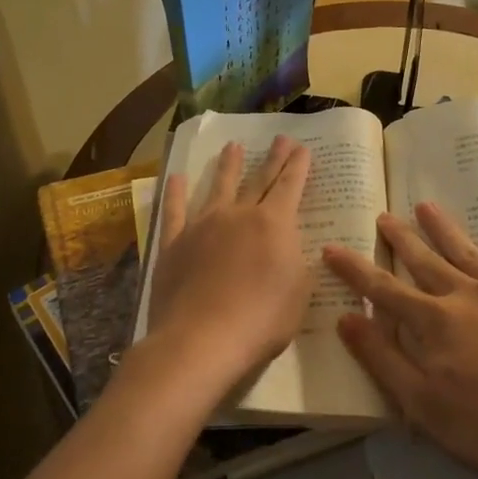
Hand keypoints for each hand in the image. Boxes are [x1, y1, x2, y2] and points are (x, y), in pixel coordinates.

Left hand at [138, 138, 312, 395]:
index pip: (290, 186)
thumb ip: (296, 262)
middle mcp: (238, 215)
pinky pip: (175, 211)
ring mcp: (203, 226)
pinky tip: (176, 178)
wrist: (200, 340)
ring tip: (232, 146)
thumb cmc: (261, 320)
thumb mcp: (298, 293)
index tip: (302, 147)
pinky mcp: (174, 244)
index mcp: (274, 224)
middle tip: (280, 138)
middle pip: (258, 180)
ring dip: (228, 166)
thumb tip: (290, 245)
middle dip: (272, 159)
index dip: (298, 166)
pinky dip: (176, 193)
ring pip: (219, 187)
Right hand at [323, 203, 477, 478]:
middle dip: (403, 238)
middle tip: (385, 214)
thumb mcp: (421, 404)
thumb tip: (347, 318)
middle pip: (427, 262)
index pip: (384, 289)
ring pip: (472, 255)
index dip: (355, 269)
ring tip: (429, 207)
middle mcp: (469, 298)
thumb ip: (382, 358)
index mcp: (435, 321)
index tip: (332, 247)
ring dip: (447, 231)